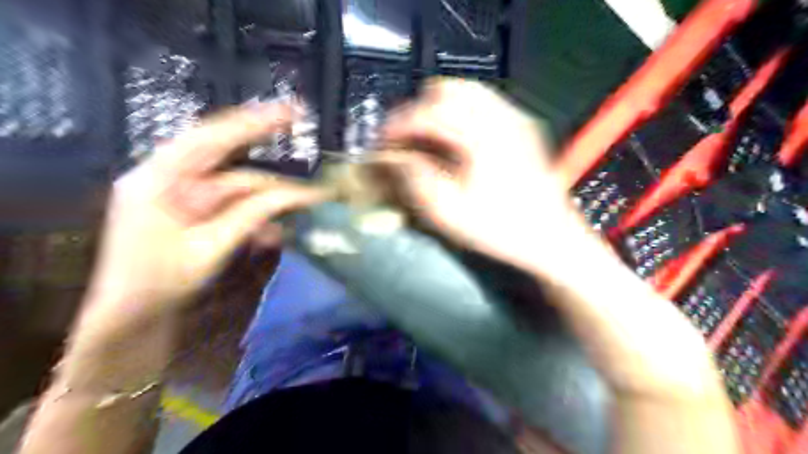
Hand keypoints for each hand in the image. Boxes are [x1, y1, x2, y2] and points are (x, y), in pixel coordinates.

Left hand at [84, 103, 327, 329]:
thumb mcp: (209, 248)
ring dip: (267, 199)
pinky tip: (273, 234)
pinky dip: (254, 216)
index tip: (289, 112)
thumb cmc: (160, 284)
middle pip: (225, 156)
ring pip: (235, 187)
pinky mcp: (193, 211)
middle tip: (302, 140)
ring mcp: (181, 195)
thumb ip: (252, 215)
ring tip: (301, 207)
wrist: (132, 318)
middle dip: (265, 150)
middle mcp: (168, 178)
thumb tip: (293, 194)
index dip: (251, 122)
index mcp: (158, 179)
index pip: (210, 138)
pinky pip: (231, 205)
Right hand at [382, 78, 590, 273]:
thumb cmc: (499, 228)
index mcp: (481, 136)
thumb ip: (417, 177)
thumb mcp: (448, 211)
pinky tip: (456, 139)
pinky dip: (462, 112)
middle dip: (419, 109)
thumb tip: (395, 156)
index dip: (399, 123)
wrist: (550, 237)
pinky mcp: (524, 126)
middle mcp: (501, 117)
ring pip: (468, 91)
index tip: (383, 140)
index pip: (429, 112)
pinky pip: (485, 103)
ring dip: (440, 108)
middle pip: (448, 89)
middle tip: (406, 137)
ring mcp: (517, 118)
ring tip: (428, 137)